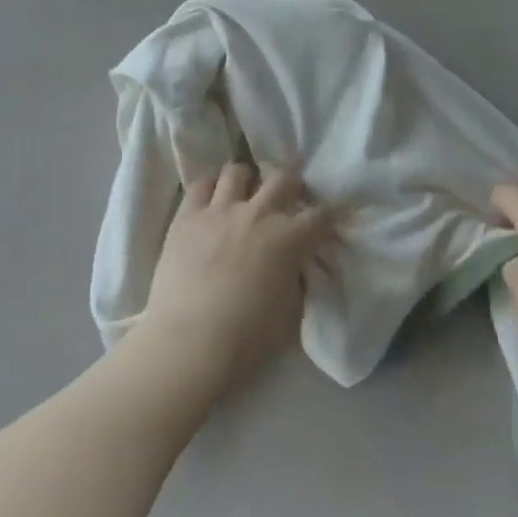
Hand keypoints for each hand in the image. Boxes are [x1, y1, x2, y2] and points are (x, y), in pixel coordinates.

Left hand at [137, 164, 333, 397]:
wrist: (189, 344)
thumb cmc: (246, 340)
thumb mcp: (290, 315)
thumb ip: (297, 282)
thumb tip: (296, 267)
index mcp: (290, 239)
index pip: (322, 215)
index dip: (330, 215)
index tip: (329, 219)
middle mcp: (259, 213)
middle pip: (283, 179)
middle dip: (291, 186)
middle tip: (287, 199)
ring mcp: (221, 210)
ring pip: (238, 172)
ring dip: (247, 180)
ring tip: (244, 193)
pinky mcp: (188, 216)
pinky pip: (200, 184)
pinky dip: (210, 186)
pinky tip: (212, 197)